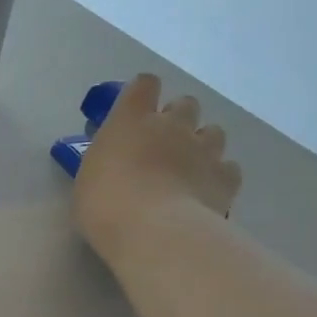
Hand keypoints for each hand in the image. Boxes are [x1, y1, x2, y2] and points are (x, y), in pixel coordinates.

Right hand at [74, 74, 243, 258]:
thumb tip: (116, 163)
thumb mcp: (88, 179)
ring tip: (187, 170)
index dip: (143, 94)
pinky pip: (228, 167)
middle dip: (177, 120)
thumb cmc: (104, 205)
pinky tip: (205, 192)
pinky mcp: (226, 177)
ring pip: (213, 132)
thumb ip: (107, 161)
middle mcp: (172, 125)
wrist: (154, 231)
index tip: (136, 111)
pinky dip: (218, 175)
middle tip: (161, 146)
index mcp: (131, 120)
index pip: (144, 85)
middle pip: (185, 104)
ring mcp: (204, 149)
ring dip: (202, 145)